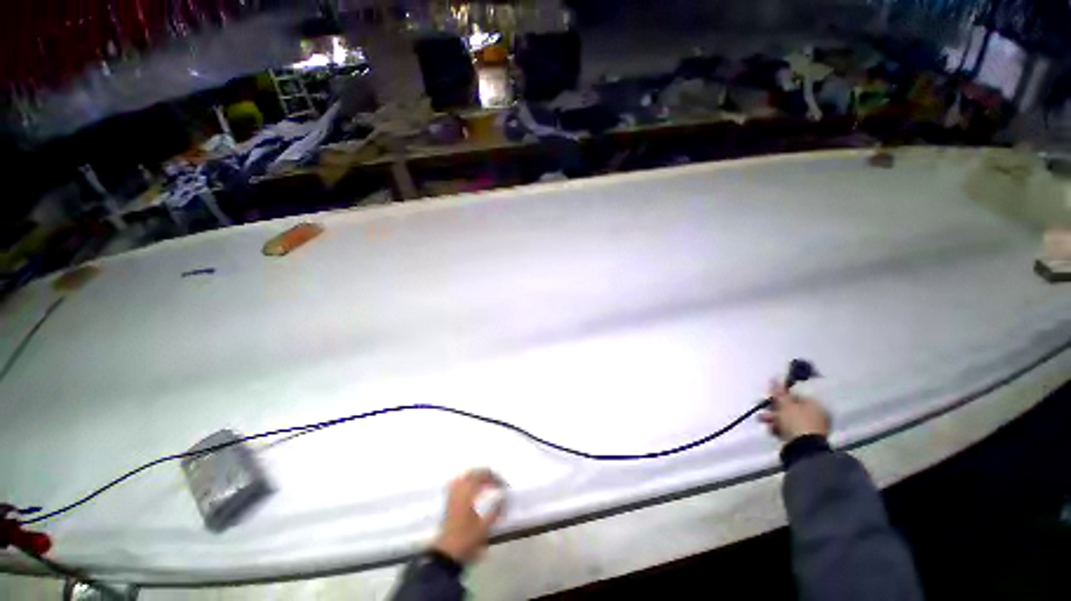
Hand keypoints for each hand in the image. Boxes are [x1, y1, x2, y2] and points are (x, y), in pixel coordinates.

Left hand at [432, 469, 505, 563]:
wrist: (446, 555)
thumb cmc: (466, 541)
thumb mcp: (485, 528)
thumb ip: (495, 510)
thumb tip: (504, 497)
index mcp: (467, 494)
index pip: (482, 476)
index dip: (494, 478)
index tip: (503, 486)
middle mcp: (458, 490)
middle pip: (472, 473)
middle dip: (485, 474)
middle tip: (496, 481)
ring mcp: (451, 496)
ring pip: (464, 477)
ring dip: (476, 476)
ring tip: (486, 482)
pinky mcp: (448, 502)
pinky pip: (458, 483)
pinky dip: (467, 482)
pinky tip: (472, 489)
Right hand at [759, 380, 830, 442]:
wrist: (803, 449)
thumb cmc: (796, 422)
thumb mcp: (785, 404)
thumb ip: (779, 392)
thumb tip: (775, 377)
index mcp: (815, 404)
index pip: (796, 395)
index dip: (781, 395)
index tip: (769, 398)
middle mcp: (815, 415)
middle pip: (791, 408)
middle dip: (775, 408)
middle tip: (763, 408)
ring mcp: (810, 428)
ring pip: (788, 419)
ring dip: (774, 418)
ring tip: (762, 420)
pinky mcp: (804, 439)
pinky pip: (789, 430)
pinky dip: (779, 428)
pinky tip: (771, 430)